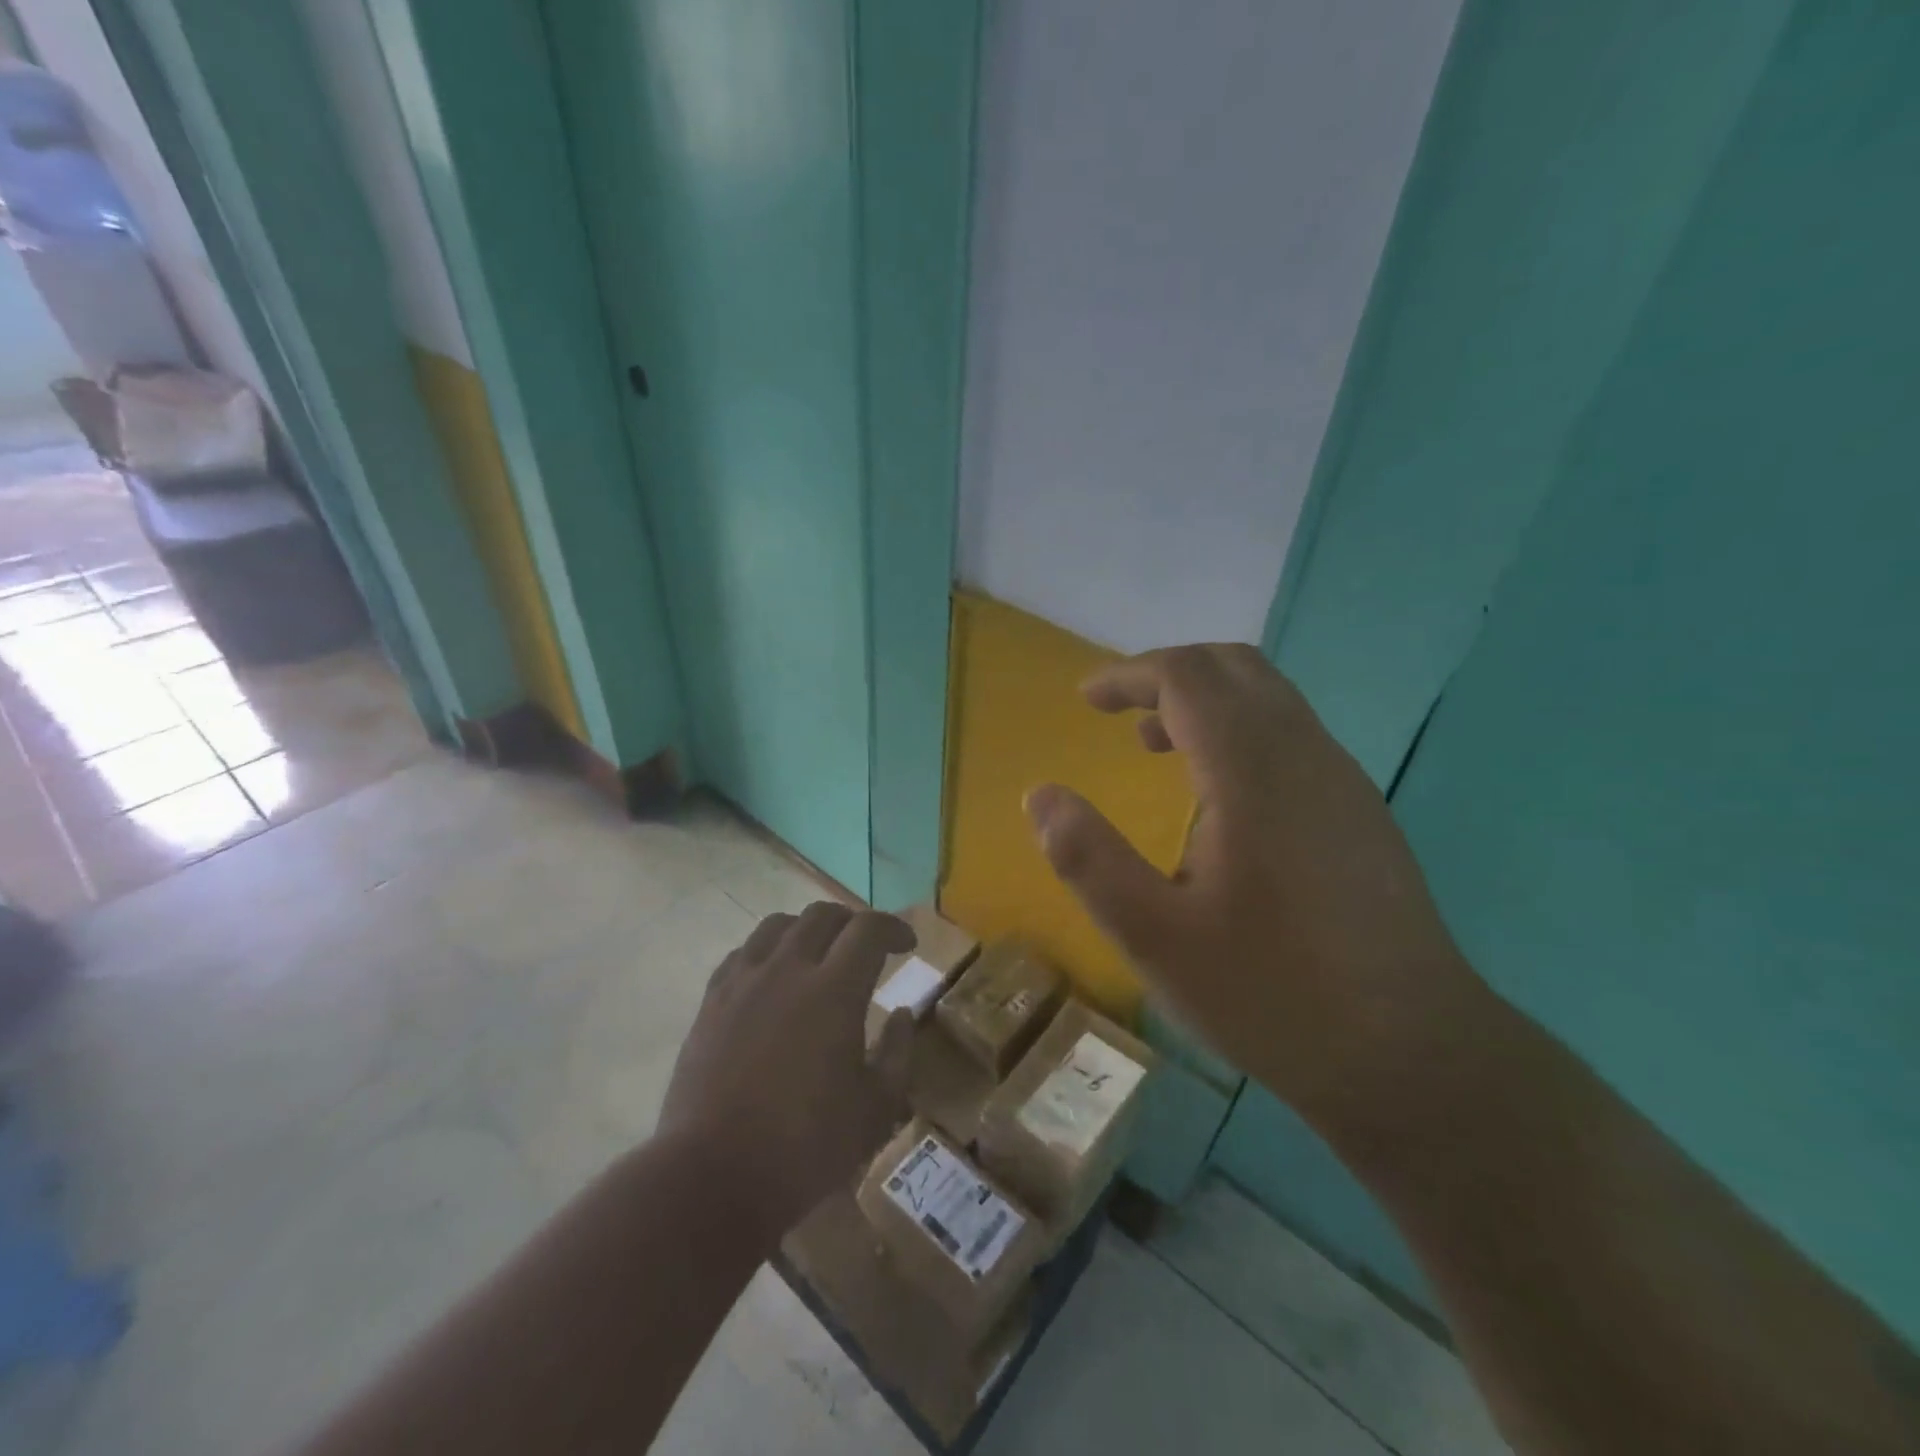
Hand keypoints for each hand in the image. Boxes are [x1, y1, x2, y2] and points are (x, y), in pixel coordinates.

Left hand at [659, 902, 916, 1239]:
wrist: (712, 1176)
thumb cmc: (805, 1147)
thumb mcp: (875, 1109)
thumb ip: (897, 1053)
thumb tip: (903, 1014)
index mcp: (835, 990)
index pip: (869, 929)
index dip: (893, 928)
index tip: (907, 944)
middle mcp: (788, 969)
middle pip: (823, 915)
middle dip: (852, 921)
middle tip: (866, 946)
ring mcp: (744, 982)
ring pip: (778, 925)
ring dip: (808, 928)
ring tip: (818, 953)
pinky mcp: (711, 1001)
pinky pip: (743, 952)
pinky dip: (767, 950)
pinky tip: (772, 975)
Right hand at [1026, 644, 1486, 1130]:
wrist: (1415, 1057)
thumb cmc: (1272, 995)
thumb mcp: (1155, 937)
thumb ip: (1088, 859)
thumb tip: (1040, 796)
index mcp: (1252, 771)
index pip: (1186, 676)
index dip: (1128, 674)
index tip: (1086, 700)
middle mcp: (1305, 755)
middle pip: (1234, 667)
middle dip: (1167, 674)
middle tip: (1118, 712)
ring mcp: (1342, 781)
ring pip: (1269, 698)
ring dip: (1205, 701)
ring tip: (1154, 746)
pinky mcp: (1359, 812)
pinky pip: (1290, 735)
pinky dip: (1238, 731)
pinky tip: (1217, 798)